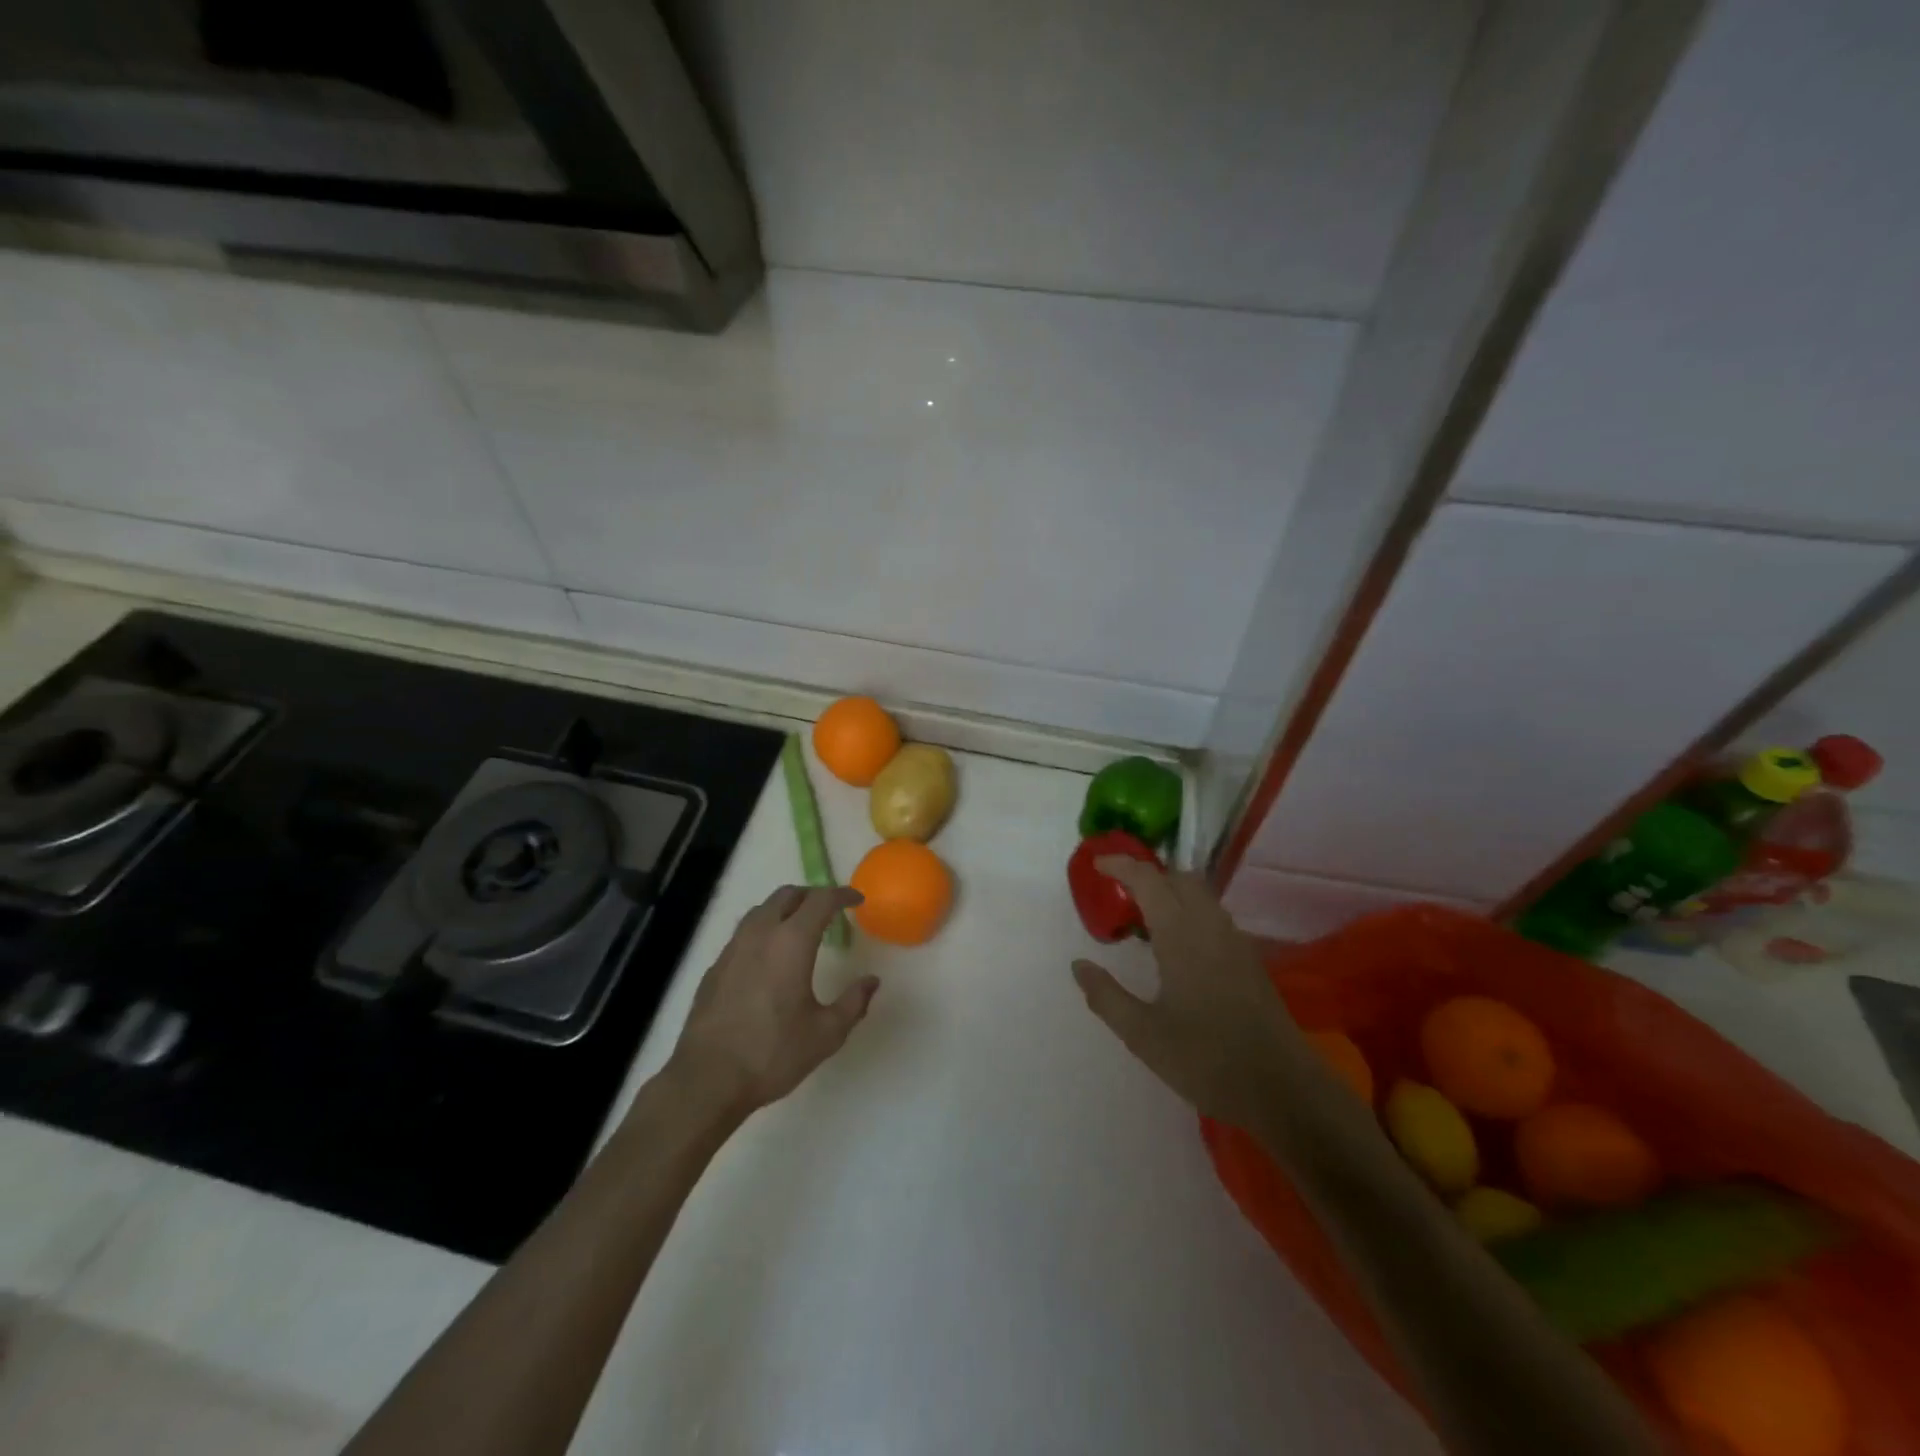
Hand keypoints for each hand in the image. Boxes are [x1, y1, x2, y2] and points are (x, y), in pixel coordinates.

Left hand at [667, 885, 878, 1120]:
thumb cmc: (772, 1054)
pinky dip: (763, 931)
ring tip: (800, 928)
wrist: (707, 1080)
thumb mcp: (826, 1033)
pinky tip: (769, 958)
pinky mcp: (715, 968)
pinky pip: (744, 933)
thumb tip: (871, 981)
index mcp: (792, 942)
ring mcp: (732, 949)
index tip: (857, 900)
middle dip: (812, 896)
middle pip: (787, 895)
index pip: (821, 900)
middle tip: (830, 911)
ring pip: (761, 910)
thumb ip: (853, 1003)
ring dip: (785, 909)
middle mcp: (760, 935)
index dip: (842, 895)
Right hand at [1072, 858, 1300, 1126]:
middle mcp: (1211, 926)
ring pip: (1200, 896)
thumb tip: (1079, 965)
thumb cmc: (1206, 1059)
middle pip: (1179, 878)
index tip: (1097, 864)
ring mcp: (1235, 942)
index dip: (1122, 865)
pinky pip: (1213, 917)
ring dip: (1171, 893)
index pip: (1149, 880)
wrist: (1283, 1090)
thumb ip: (1106, 996)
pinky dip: (1189, 913)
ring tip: (1144, 922)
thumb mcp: (1143, 1034)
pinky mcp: (1249, 960)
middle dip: (1149, 876)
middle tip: (1120, 896)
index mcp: (1182, 935)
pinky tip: (1177, 949)